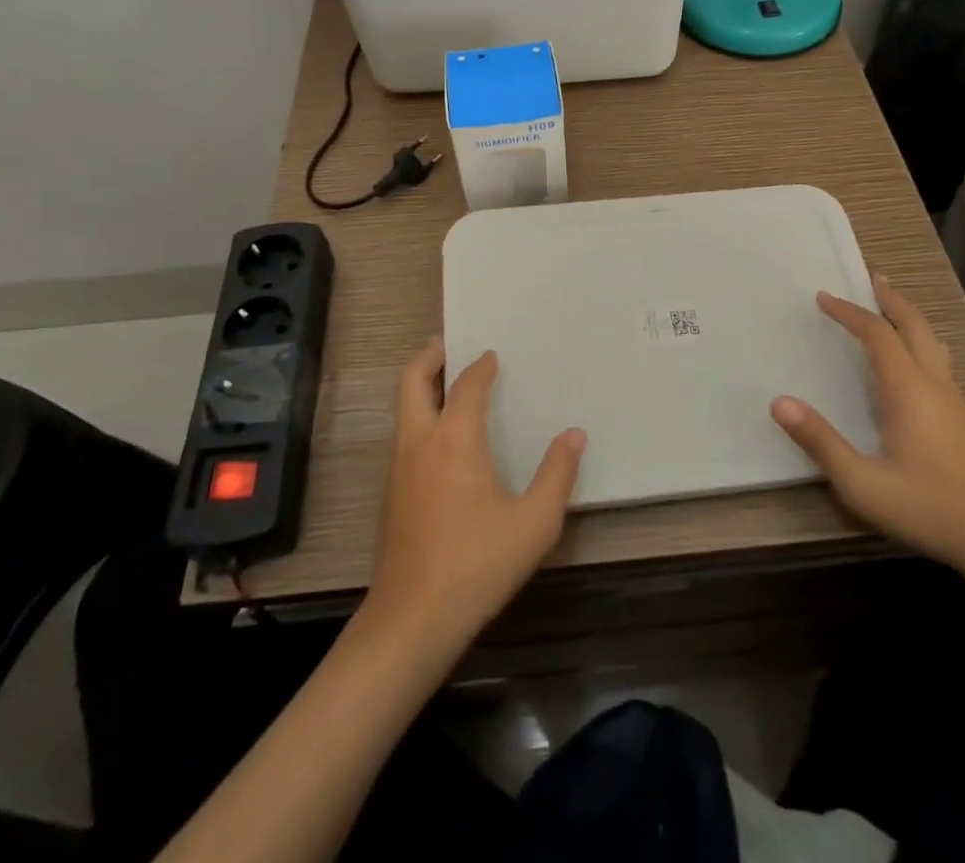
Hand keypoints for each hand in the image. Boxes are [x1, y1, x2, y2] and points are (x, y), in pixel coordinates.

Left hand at [364, 338, 585, 656]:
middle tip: (444, 343)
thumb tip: (574, 435)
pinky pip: (403, 436)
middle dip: (428, 357)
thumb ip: (557, 475)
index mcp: (454, 440)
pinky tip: (440, 440)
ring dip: (419, 387)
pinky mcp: (390, 494)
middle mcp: (420, 443)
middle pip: (412, 383)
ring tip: (444, 383)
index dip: (480, 367)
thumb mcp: (533, 524)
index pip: (466, 386)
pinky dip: (418, 417)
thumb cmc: (476, 565)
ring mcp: (398, 468)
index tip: (492, 356)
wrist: (411, 620)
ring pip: (402, 410)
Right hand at [771, 272, 964, 569]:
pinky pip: (937, 359)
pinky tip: (914, 356)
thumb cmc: (926, 507)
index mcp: (908, 390)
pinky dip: (918, 339)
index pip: (877, 334)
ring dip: (908, 316)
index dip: (849, 312)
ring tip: (890, 303)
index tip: (823, 297)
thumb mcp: (862, 483)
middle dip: (890, 298)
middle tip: (870, 277)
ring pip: (931, 340)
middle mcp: (933, 384)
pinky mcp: (961, 417)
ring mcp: (952, 400)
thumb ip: (820, 441)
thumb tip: (779, 402)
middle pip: (914, 325)